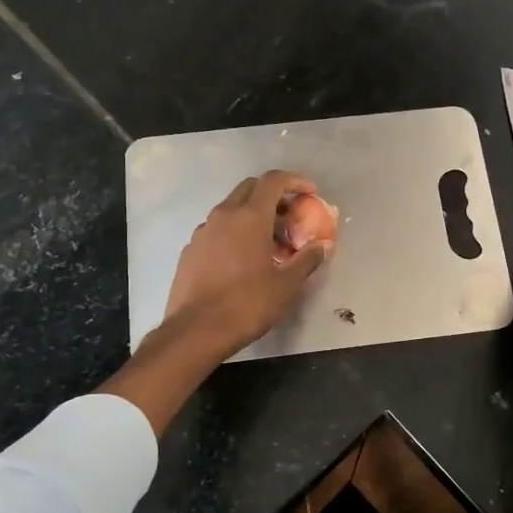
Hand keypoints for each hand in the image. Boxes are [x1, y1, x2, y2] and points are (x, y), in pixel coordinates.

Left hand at [162, 171, 332, 355]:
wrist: (196, 331)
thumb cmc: (247, 304)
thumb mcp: (286, 285)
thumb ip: (307, 259)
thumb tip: (322, 245)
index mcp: (250, 217)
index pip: (273, 181)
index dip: (295, 181)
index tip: (310, 192)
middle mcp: (223, 215)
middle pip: (250, 189)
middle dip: (273, 195)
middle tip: (291, 217)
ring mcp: (202, 232)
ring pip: (231, 209)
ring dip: (253, 216)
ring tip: (270, 243)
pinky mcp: (190, 250)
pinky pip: (217, 230)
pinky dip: (235, 233)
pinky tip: (243, 260)